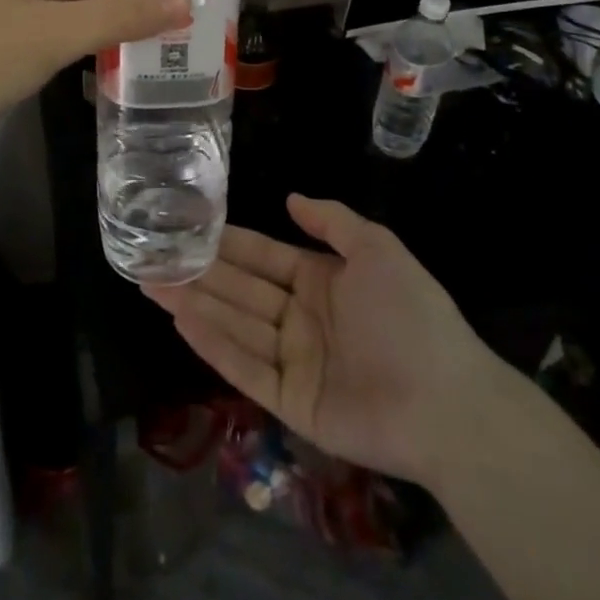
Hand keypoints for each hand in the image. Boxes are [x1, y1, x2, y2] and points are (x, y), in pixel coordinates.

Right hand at [145, 195, 513, 485]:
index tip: (189, 227)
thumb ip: (331, 221)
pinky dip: (213, 344)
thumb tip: (290, 197)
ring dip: (195, 303)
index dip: (228, 243)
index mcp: (321, 280)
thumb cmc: (410, 314)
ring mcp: (294, 361)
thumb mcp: (376, 248)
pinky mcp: (290, 402)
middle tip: (152, 255)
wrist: (447, 402)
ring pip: (235, 325)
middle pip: (240, 290)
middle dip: (198, 272)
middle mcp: (301, 318)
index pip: (263, 256)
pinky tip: (182, 320)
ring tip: (152, 282)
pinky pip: (245, 367)